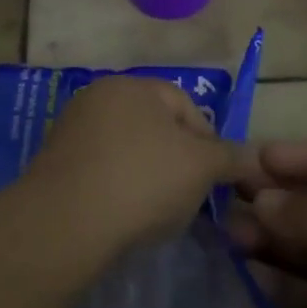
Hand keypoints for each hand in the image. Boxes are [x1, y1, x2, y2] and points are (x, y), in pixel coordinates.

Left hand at [25, 76, 249, 252]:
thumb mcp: (201, 167)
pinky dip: (116, 189)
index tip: (214, 180)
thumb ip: (230, 157)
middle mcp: (98, 97)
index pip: (184, 105)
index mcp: (132, 85)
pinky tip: (122, 216)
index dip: (208, 142)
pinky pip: (99, 172)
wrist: (66, 222)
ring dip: (146, 176)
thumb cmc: (143, 180)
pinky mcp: (53, 164)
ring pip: (126, 151)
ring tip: (155, 213)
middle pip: (153, 127)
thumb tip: (253, 156)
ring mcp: (71, 129)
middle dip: (176, 160)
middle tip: (188, 197)